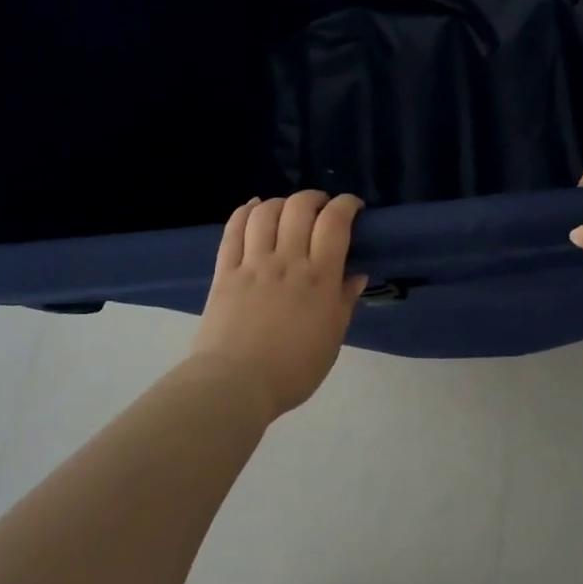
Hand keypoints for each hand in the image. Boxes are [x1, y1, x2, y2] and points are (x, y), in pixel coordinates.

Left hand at [192, 191, 367, 417]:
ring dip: (281, 202)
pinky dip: (245, 211)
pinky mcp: (225, 272)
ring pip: (266, 213)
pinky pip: (233, 230)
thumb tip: (357, 274)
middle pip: (300, 208)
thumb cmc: (293, 369)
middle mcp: (287, 260)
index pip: (335, 222)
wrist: (235, 386)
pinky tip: (254, 207)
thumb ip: (345, 301)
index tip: (353, 206)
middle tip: (321, 207)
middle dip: (314, 198)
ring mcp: (253, 264)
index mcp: (319, 277)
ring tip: (288, 210)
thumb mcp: (332, 339)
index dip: (346, 204)